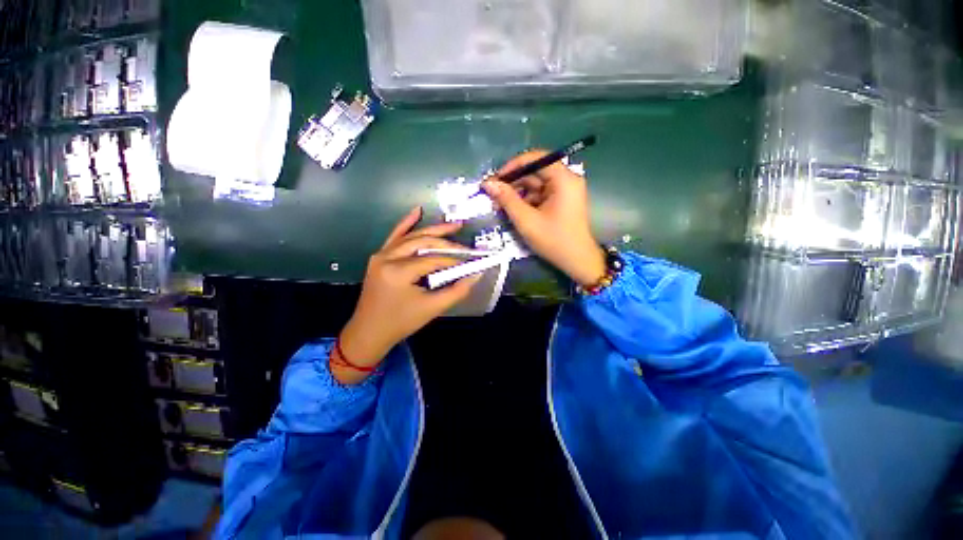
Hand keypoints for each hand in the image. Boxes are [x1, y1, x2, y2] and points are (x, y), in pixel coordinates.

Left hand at [335, 207, 480, 383]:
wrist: (368, 332)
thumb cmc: (401, 322)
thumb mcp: (432, 308)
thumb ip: (457, 291)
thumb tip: (475, 274)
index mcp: (398, 272)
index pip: (433, 259)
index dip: (454, 260)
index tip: (471, 261)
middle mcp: (387, 257)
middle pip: (422, 242)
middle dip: (446, 242)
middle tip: (465, 244)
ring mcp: (381, 255)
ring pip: (411, 236)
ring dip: (432, 230)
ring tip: (453, 225)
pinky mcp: (379, 257)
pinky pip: (395, 236)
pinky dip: (406, 223)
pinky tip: (417, 211)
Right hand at [482, 151, 605, 287]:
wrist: (577, 261)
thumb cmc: (553, 240)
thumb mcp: (526, 220)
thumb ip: (507, 199)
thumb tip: (488, 183)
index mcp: (563, 179)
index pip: (536, 159)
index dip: (513, 166)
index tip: (496, 179)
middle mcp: (566, 180)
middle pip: (535, 172)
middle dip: (513, 182)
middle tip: (493, 195)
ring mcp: (564, 190)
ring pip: (535, 184)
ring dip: (517, 193)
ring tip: (499, 205)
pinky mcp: (561, 201)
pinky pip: (539, 194)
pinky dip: (525, 201)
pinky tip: (512, 210)